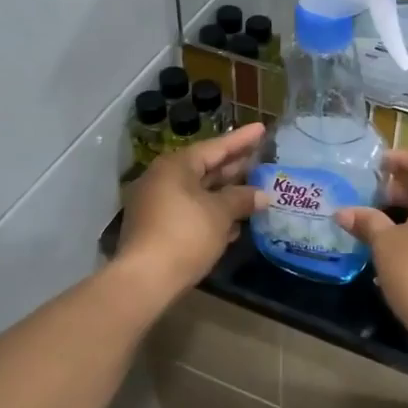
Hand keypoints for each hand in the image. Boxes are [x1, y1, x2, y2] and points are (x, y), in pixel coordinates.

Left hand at [116, 124, 266, 295]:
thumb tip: (262, 195)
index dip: (241, 140)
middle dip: (234, 167)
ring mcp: (157, 204)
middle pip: (205, 168)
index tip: (261, 129)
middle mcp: (163, 179)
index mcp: (176, 166)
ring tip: (253, 190)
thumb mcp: (220, 214)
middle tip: (259, 158)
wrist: (145, 279)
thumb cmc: (186, 234)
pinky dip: (212, 213)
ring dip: (225, 193)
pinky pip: (190, 212)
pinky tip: (233, 223)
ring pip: (198, 192)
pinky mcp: (156, 228)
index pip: (215, 147)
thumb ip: (242, 199)